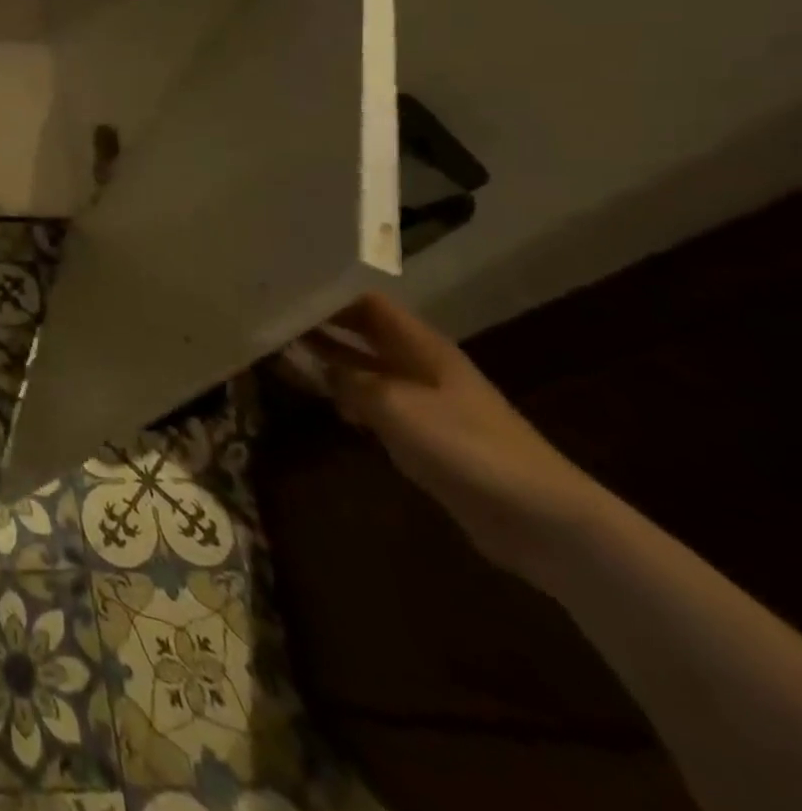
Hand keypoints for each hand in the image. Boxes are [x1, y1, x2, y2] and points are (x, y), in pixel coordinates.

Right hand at [285, 292, 604, 587]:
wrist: (540, 520)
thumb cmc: (468, 448)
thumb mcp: (395, 406)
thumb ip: (351, 380)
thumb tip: (318, 366)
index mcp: (421, 347)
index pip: (367, 303)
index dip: (329, 293)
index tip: (285, 290)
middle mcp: (420, 366)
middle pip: (363, 333)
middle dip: (321, 324)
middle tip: (270, 318)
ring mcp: (423, 402)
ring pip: (364, 368)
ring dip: (328, 360)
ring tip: (279, 352)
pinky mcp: (424, 436)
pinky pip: (373, 404)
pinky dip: (345, 397)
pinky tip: (321, 401)